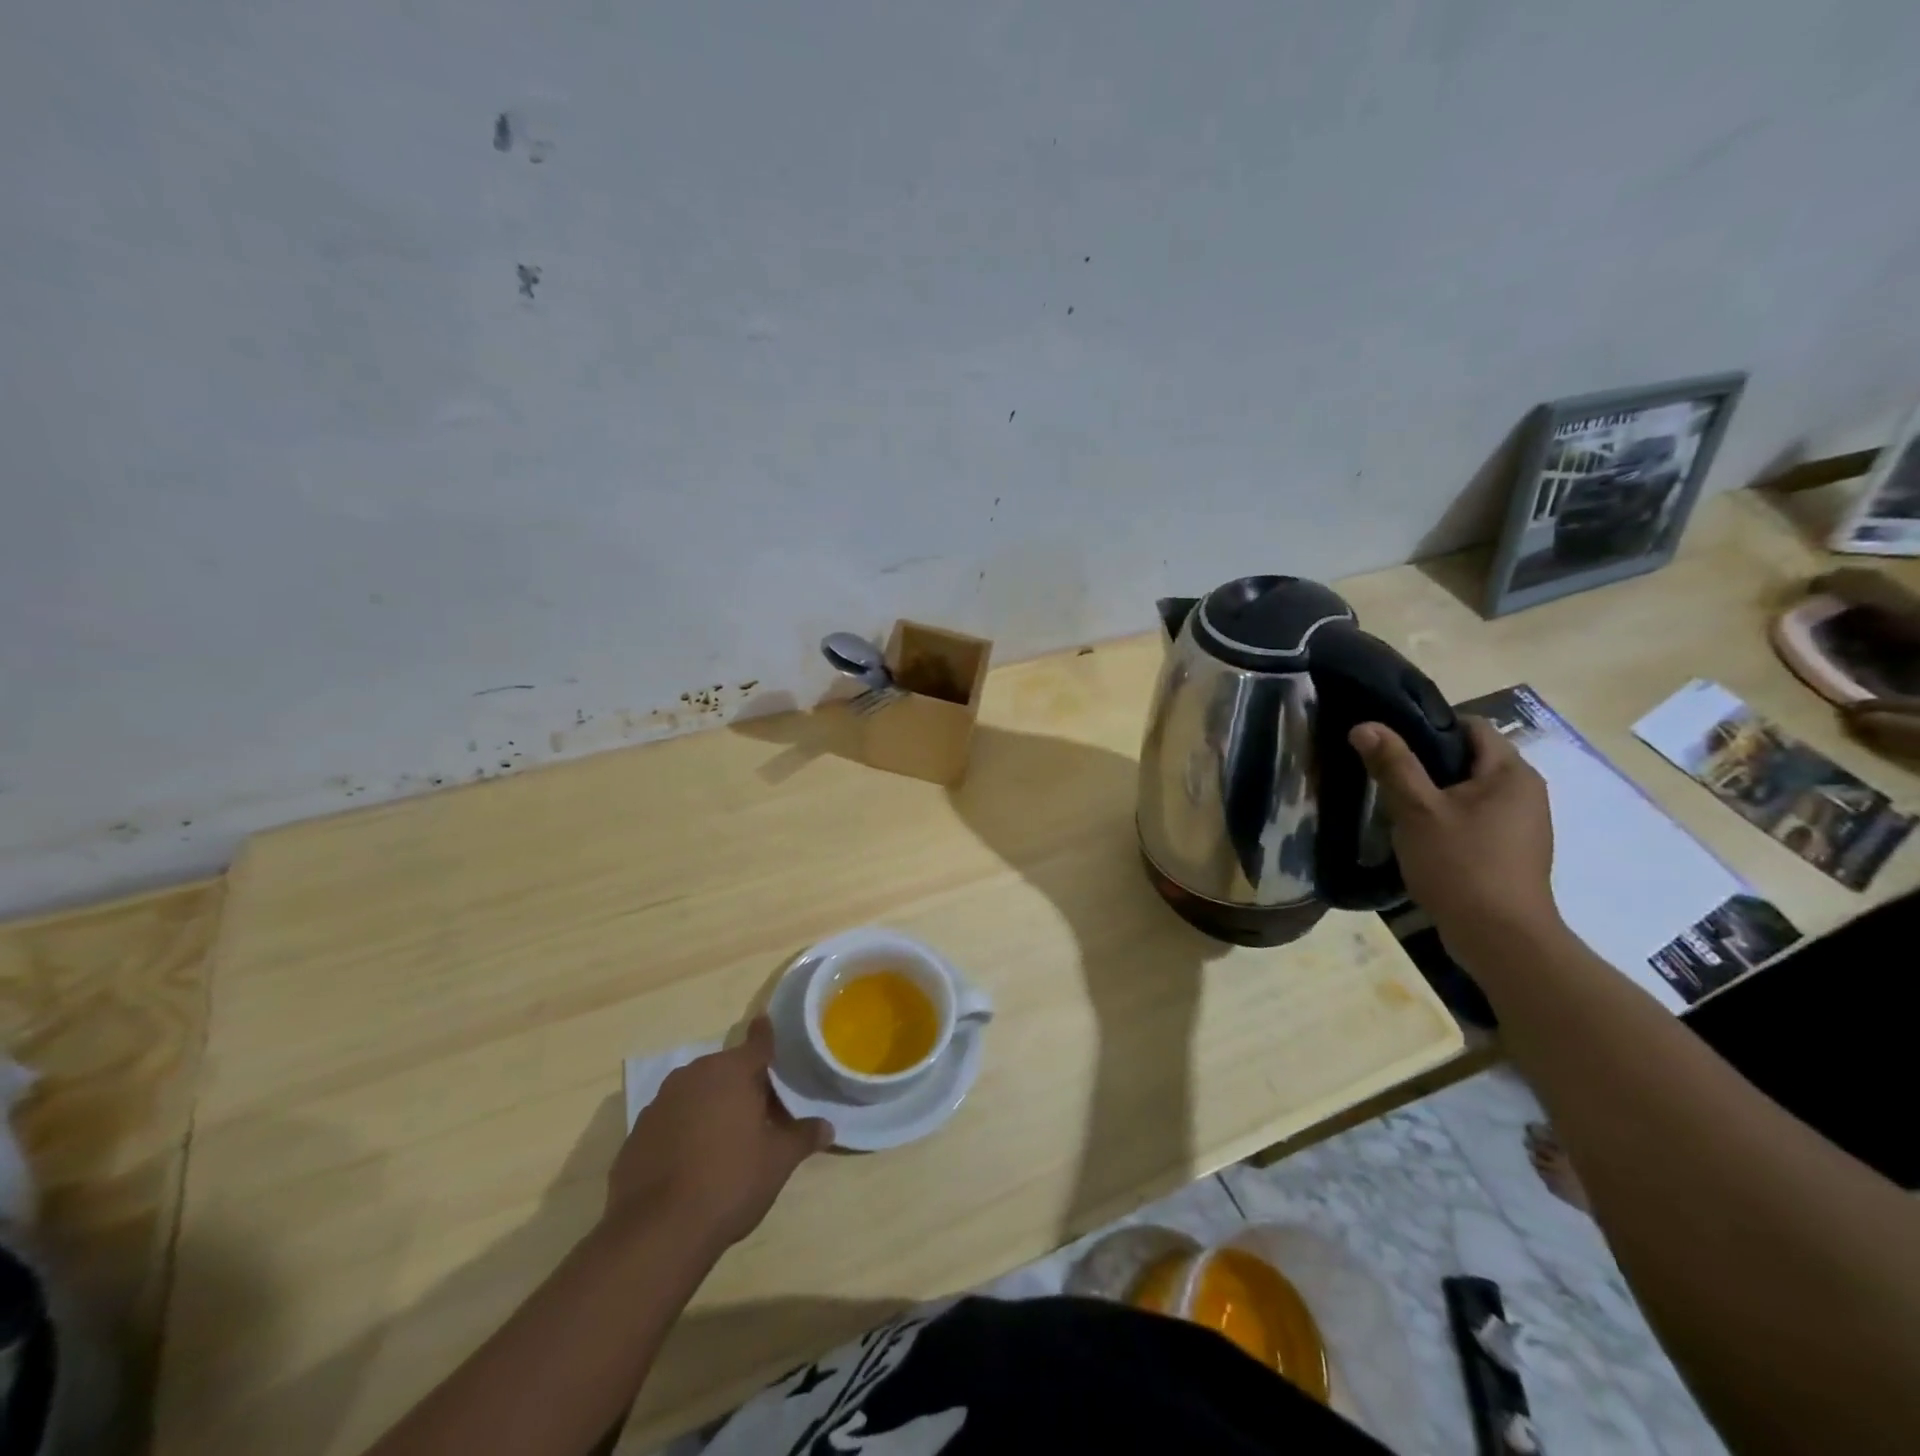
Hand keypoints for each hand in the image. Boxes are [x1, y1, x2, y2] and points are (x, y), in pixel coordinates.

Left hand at [607, 1016, 831, 1253]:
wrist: (656, 1232)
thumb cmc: (729, 1182)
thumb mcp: (778, 1161)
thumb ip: (802, 1137)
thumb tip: (826, 1126)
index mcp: (732, 1072)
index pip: (757, 1042)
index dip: (766, 1035)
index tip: (767, 1023)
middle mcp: (694, 1075)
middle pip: (727, 1069)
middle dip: (744, 1083)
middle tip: (762, 1110)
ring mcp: (660, 1103)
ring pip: (697, 1092)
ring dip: (712, 1105)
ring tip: (728, 1137)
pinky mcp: (637, 1133)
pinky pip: (672, 1119)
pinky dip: (685, 1129)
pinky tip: (693, 1160)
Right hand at [1349, 716, 1559, 949]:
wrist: (1500, 938)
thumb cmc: (1460, 864)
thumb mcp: (1417, 810)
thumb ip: (1393, 764)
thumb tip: (1365, 725)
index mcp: (1511, 773)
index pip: (1471, 726)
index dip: (1429, 725)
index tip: (1390, 739)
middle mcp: (1526, 791)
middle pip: (1470, 758)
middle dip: (1427, 761)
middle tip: (1384, 770)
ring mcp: (1524, 824)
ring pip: (1471, 790)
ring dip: (1436, 792)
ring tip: (1395, 803)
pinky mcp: (1513, 851)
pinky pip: (1476, 817)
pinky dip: (1448, 817)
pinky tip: (1420, 835)